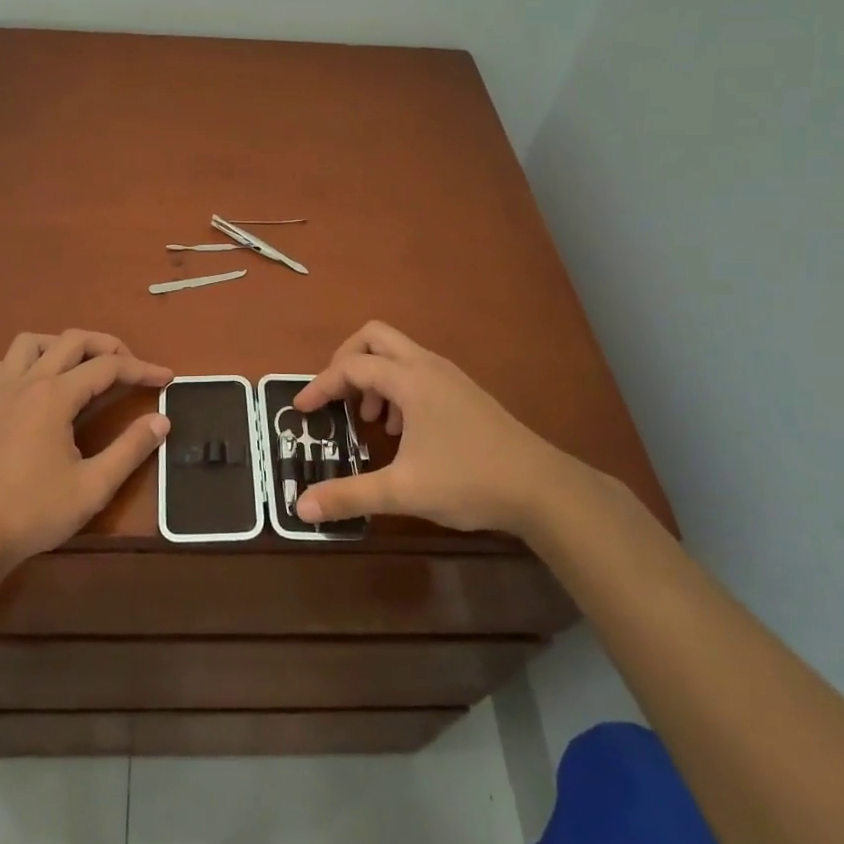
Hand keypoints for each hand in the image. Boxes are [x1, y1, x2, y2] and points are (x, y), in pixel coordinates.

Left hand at [0, 330, 172, 577]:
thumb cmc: (33, 511)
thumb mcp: (92, 486)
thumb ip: (130, 449)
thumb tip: (161, 420)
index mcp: (55, 395)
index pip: (108, 367)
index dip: (141, 369)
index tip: (166, 378)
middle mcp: (26, 381)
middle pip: (72, 340)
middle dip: (108, 346)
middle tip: (130, 366)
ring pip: (32, 342)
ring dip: (63, 345)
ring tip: (81, 366)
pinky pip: (6, 364)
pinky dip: (30, 362)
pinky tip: (37, 386)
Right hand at [291, 321, 576, 533]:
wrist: (542, 488)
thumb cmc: (468, 480)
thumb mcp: (403, 491)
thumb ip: (349, 495)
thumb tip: (301, 507)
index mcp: (409, 379)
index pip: (351, 367)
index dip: (320, 385)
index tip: (301, 410)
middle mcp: (427, 366)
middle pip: (374, 336)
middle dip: (346, 360)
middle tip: (336, 396)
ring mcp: (449, 376)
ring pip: (398, 354)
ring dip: (374, 376)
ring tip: (371, 421)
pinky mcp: (464, 392)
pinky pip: (417, 371)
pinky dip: (397, 388)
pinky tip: (403, 432)